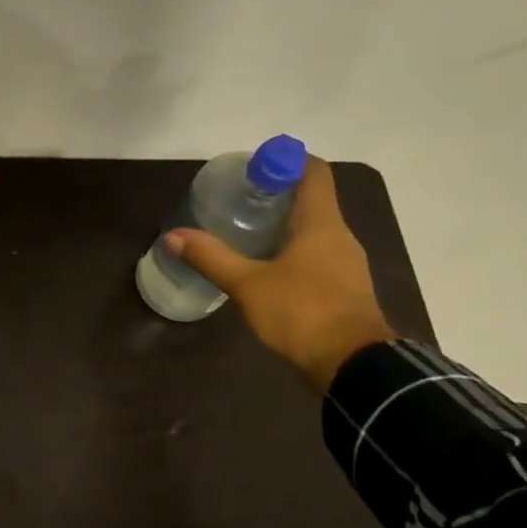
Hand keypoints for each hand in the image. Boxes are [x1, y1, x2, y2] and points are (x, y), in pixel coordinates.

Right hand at [166, 156, 392, 391]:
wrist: (353, 366)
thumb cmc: (302, 313)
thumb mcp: (248, 285)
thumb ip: (212, 257)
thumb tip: (173, 236)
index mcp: (322, 224)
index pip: (313, 172)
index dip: (285, 161)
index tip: (254, 168)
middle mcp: (340, 236)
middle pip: (312, 200)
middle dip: (277, 195)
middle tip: (239, 200)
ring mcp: (346, 264)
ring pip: (314, 231)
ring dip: (284, 225)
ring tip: (246, 233)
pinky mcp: (344, 289)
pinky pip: (317, 256)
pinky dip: (293, 251)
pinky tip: (267, 268)